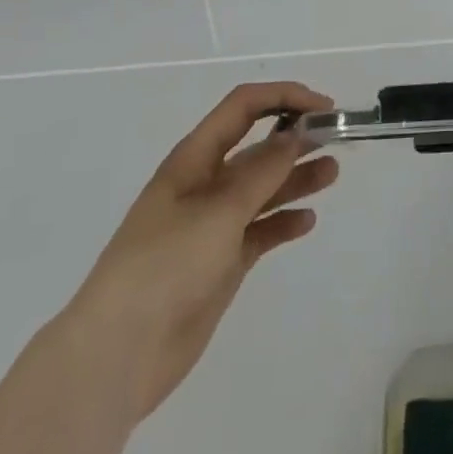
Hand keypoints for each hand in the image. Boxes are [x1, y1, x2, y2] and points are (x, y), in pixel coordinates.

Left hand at [59, 81, 339, 419]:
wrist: (117, 356)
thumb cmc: (165, 266)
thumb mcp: (219, 210)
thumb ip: (263, 170)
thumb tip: (296, 133)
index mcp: (194, 160)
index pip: (243, 108)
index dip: (284, 98)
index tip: (323, 107)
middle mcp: (205, 185)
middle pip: (257, 147)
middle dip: (296, 137)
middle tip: (336, 139)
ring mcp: (213, 226)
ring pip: (264, 188)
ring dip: (296, 177)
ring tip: (332, 174)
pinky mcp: (221, 262)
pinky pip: (261, 231)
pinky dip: (284, 222)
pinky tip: (307, 222)